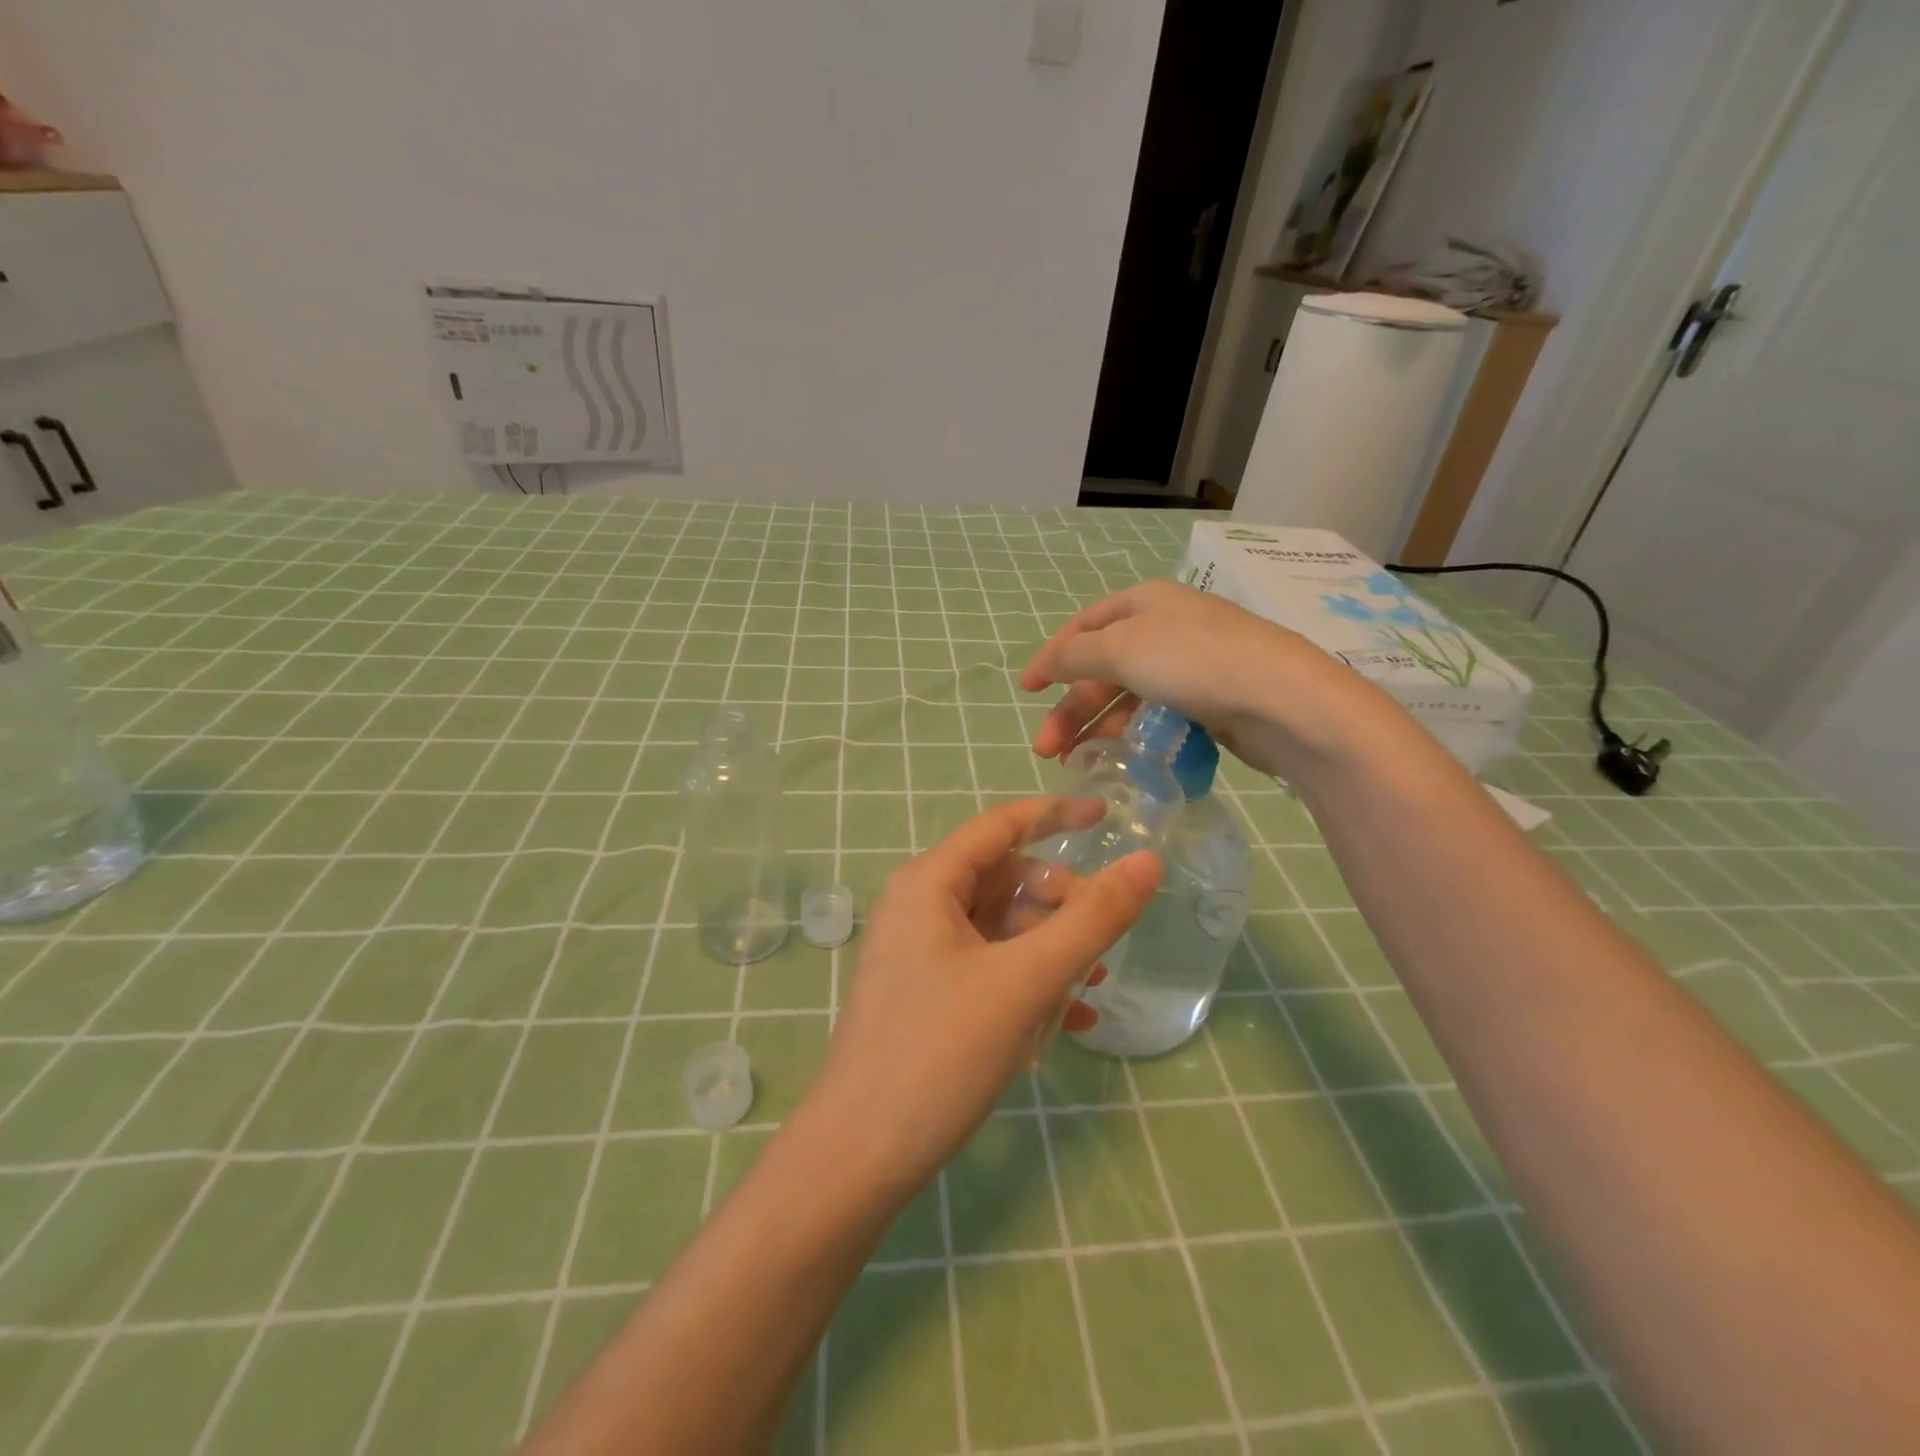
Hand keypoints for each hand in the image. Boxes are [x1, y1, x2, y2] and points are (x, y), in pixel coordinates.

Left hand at [799, 799, 1159, 1199]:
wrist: (860, 1159)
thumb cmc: (940, 1053)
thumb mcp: (1025, 980)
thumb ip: (1091, 919)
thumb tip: (1146, 862)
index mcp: (929, 884)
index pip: (1000, 826)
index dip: (1055, 815)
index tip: (1107, 817)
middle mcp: (919, 908)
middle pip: (1003, 879)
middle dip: (1058, 900)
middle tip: (1104, 935)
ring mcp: (919, 955)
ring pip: (1000, 929)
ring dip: (1050, 948)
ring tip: (1095, 982)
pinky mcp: (926, 998)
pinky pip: (988, 970)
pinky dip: (1029, 983)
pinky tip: (1071, 1021)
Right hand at [1019, 579, 1369, 779]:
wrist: (1282, 701)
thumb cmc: (1193, 662)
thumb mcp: (1121, 649)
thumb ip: (1074, 656)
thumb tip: (1044, 663)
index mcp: (1144, 602)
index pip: (1084, 626)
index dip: (1052, 657)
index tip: (1026, 691)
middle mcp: (1166, 627)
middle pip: (1103, 667)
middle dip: (1071, 708)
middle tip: (1045, 750)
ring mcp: (1191, 664)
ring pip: (1129, 695)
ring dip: (1098, 727)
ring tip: (1077, 763)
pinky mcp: (1211, 699)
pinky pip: (1158, 714)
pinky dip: (1134, 734)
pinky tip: (1121, 757)